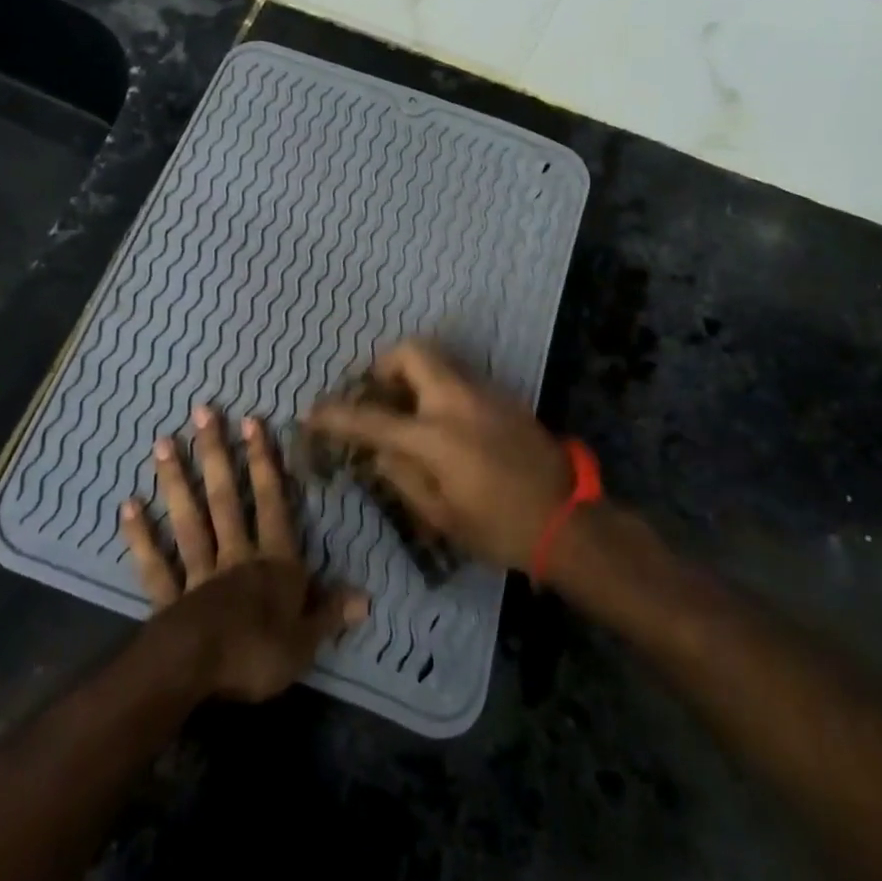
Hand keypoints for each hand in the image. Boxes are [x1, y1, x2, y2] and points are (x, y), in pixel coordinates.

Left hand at [120, 406, 367, 701]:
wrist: (198, 672)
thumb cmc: (258, 654)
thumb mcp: (306, 641)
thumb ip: (330, 613)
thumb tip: (366, 597)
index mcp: (273, 562)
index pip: (272, 503)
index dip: (263, 462)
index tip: (251, 421)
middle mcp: (235, 556)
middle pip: (225, 499)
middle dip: (214, 454)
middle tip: (201, 412)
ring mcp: (198, 573)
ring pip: (189, 520)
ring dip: (175, 481)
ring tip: (162, 442)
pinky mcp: (169, 598)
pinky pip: (155, 564)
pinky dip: (141, 536)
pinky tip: (127, 506)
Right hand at [304, 340, 574, 571]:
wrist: (569, 520)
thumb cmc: (500, 528)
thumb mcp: (441, 515)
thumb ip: (401, 477)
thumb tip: (377, 451)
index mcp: (436, 436)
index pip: (373, 418)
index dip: (337, 415)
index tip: (312, 413)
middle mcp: (457, 401)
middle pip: (411, 352)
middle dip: (384, 366)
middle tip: (376, 396)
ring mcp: (484, 392)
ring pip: (438, 361)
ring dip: (412, 376)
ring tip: (405, 411)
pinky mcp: (503, 396)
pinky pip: (458, 378)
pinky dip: (437, 388)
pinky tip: (439, 423)